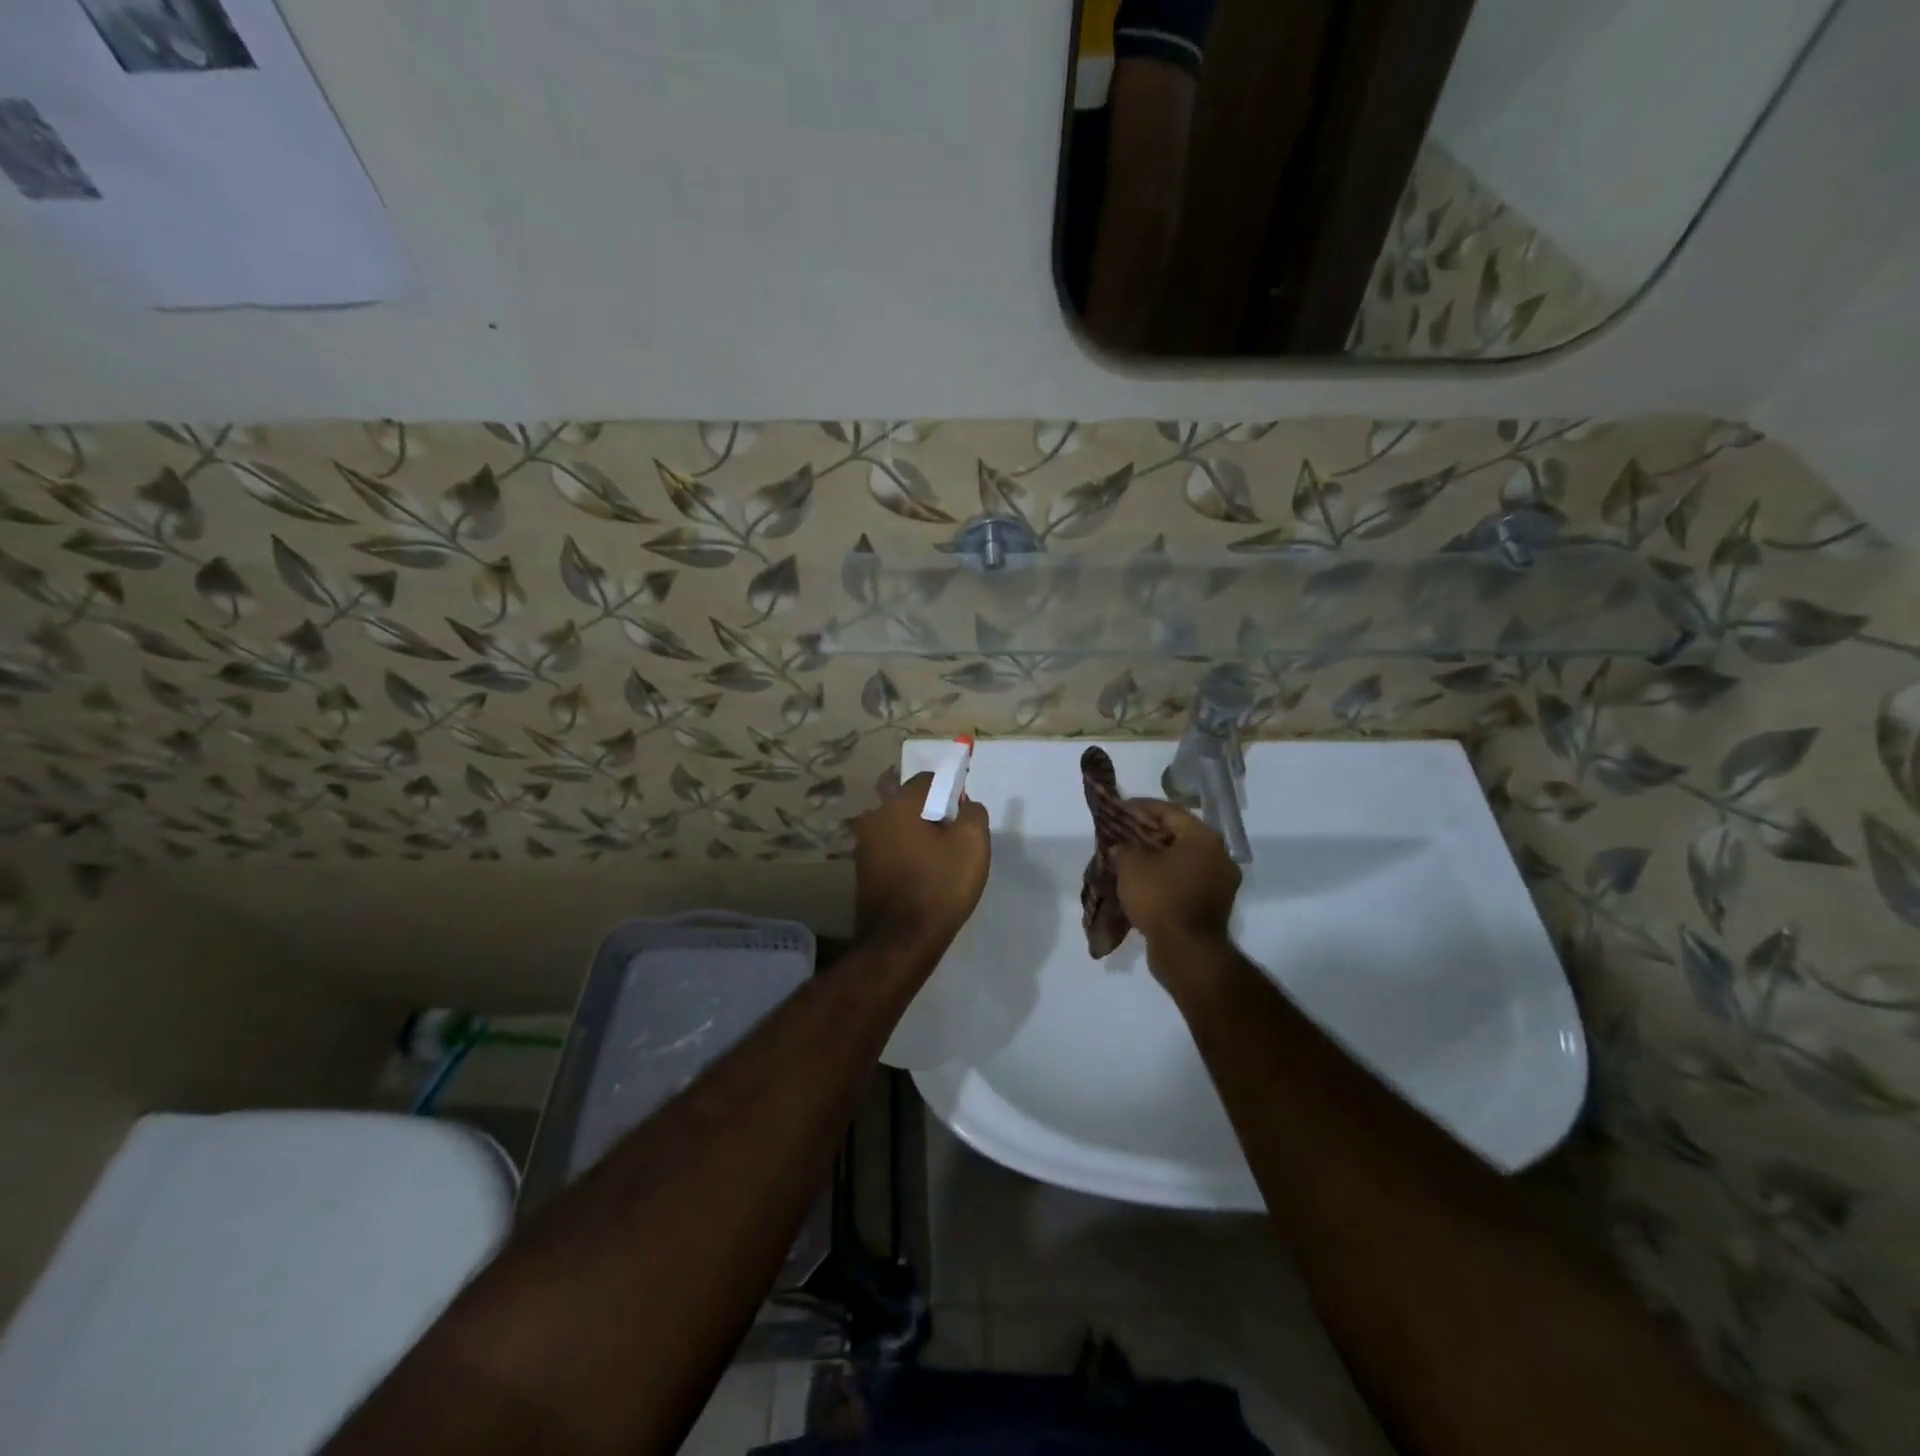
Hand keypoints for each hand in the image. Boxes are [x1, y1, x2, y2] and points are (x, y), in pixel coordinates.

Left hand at [852, 772, 990, 955]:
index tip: (963, 817)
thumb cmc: (940, 885)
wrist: (901, 940)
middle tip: (950, 837)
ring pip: (897, 826)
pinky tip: (920, 876)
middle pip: (908, 801)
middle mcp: (875, 816)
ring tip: (937, 860)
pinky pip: (889, 849)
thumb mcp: (973, 843)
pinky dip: (905, 854)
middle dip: (930, 811)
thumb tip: (964, 805)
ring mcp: (864, 844)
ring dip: (915, 834)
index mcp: (899, 803)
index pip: (929, 779)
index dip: (951, 792)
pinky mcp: (862, 869)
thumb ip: (973, 812)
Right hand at [1109, 799, 1240, 961]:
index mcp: (1203, 838)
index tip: (1120, 808)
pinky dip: (1166, 877)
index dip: (1141, 807)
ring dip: (1158, 857)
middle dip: (1149, 833)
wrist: (1187, 951)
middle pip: (1179, 834)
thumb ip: (1123, 849)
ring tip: (1130, 857)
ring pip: (1183, 859)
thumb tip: (1120, 849)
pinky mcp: (1214, 905)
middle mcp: (1218, 855)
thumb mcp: (1131, 866)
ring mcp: (1220, 882)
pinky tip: (1144, 881)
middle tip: (1123, 832)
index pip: (1170, 811)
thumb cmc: (1161, 898)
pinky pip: (1186, 880)